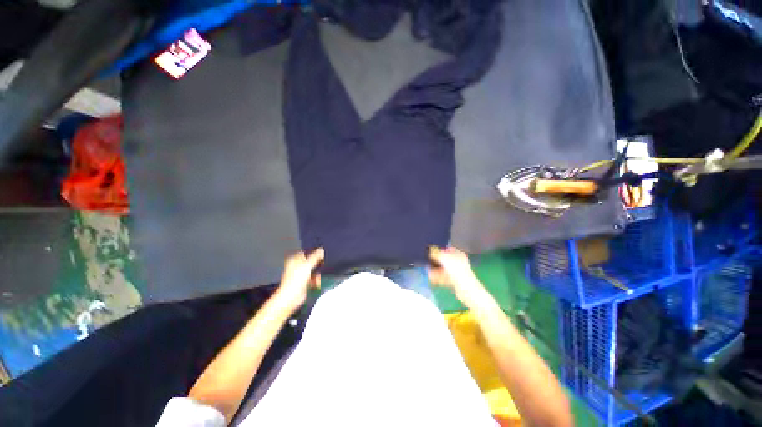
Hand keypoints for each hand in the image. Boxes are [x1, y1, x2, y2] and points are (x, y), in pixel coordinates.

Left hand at [275, 248, 323, 310]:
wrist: (292, 298)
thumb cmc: (295, 281)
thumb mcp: (307, 265)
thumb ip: (315, 257)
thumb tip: (322, 249)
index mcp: (294, 260)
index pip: (306, 252)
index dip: (314, 252)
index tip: (322, 253)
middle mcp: (297, 266)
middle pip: (311, 262)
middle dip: (318, 264)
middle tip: (323, 264)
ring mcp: (301, 275)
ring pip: (314, 270)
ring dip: (318, 273)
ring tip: (319, 276)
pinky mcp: (305, 282)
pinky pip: (314, 278)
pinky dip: (316, 280)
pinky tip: (317, 282)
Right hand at [428, 246, 489, 308]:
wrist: (467, 290)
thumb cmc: (457, 271)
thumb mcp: (445, 259)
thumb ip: (436, 253)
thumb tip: (430, 248)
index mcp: (458, 254)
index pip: (448, 249)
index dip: (440, 249)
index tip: (431, 251)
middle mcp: (458, 262)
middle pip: (444, 259)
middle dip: (436, 261)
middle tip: (427, 261)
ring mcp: (456, 272)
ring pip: (443, 269)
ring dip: (435, 269)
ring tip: (427, 269)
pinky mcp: (454, 281)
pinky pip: (443, 277)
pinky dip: (437, 277)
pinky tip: (430, 277)